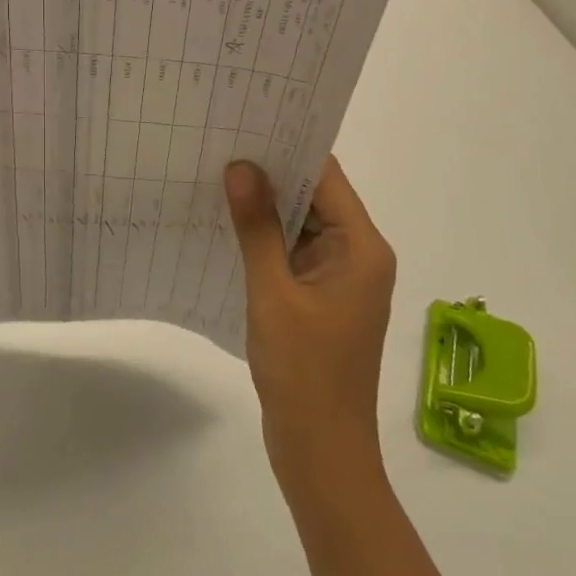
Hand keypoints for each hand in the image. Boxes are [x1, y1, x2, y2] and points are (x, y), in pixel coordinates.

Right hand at [224, 157, 396, 485]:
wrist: (321, 453)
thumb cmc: (304, 372)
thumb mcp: (273, 293)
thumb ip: (258, 227)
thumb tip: (241, 167)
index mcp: (361, 248)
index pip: (326, 177)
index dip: (288, 147)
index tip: (246, 123)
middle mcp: (357, 255)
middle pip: (314, 197)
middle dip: (270, 174)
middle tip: (219, 143)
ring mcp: (339, 279)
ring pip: (300, 225)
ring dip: (265, 208)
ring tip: (214, 175)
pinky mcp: (320, 299)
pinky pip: (292, 253)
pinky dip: (264, 239)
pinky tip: (225, 225)